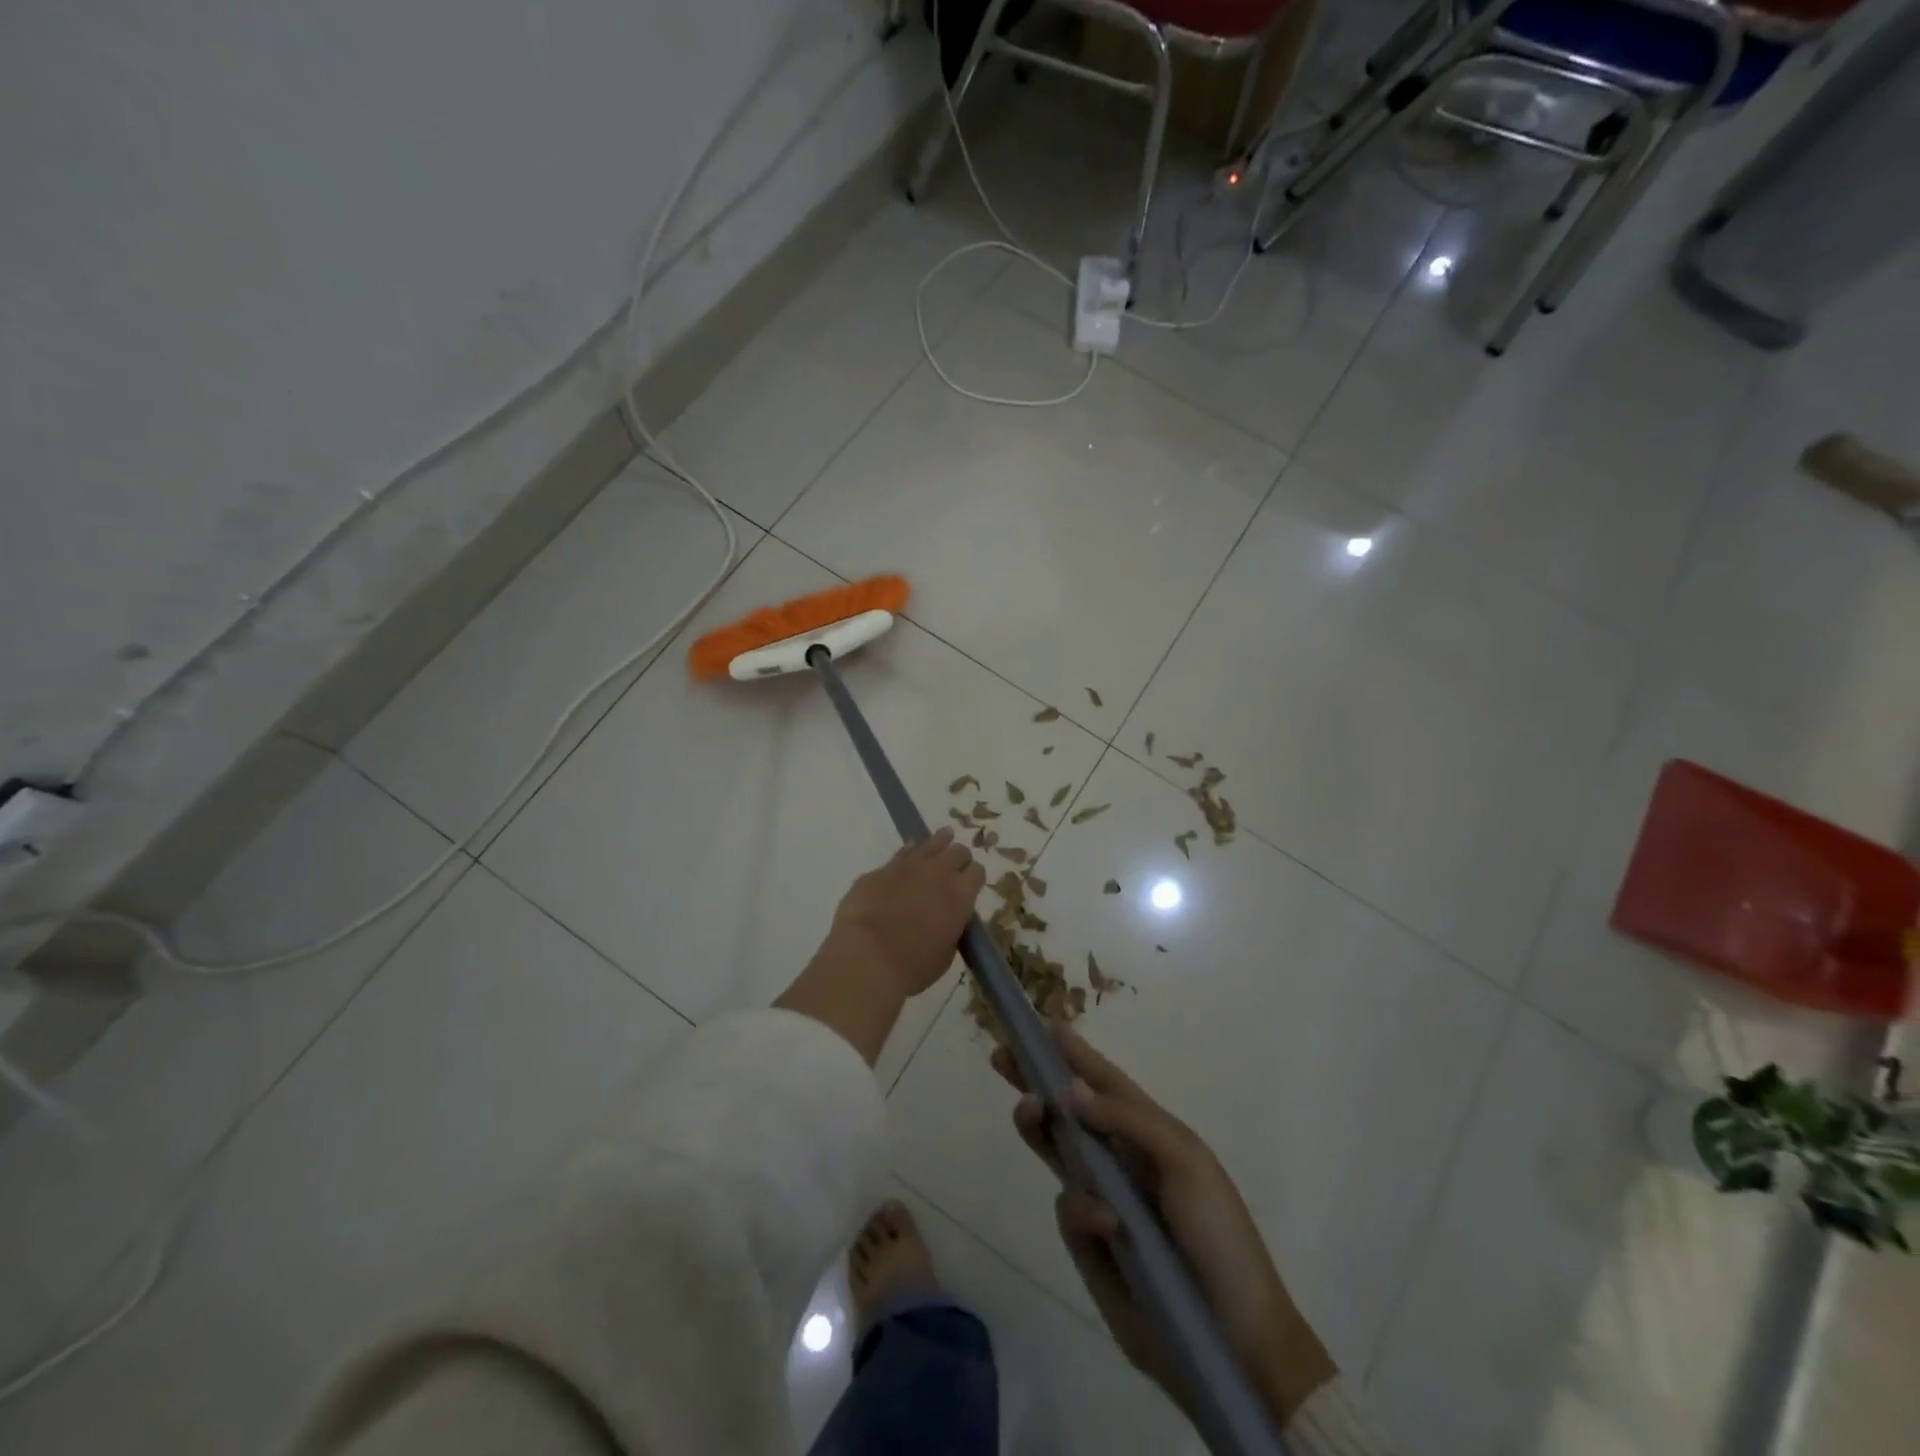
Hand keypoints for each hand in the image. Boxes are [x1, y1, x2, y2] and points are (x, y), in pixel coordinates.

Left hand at [829, 828, 984, 996]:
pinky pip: (902, 852)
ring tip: (943, 837)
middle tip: (955, 866)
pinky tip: (909, 851)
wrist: (867, 957)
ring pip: (931, 843)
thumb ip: (951, 928)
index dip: (973, 877)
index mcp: (961, 894)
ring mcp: (908, 866)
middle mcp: (939, 872)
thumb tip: (947, 919)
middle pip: (957, 851)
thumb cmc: (913, 965)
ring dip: (939, 842)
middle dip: (958, 857)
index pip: (977, 872)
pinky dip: (909, 852)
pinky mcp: (881, 869)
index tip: (969, 883)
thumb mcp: (946, 953)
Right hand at [991, 1029, 1335, 1430]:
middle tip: (1002, 1057)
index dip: (1074, 1053)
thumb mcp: (1184, 1161)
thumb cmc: (1217, 1234)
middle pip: (1067, 1111)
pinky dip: (1083, 1212)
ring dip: (1039, 1127)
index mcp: (1148, 1133)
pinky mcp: (1089, 1246)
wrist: (1234, 1341)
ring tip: (1028, 1109)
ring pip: (1056, 1153)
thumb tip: (1069, 1089)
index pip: (1104, 1082)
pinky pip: (1069, 1210)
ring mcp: (1102, 1202)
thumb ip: (1127, 1120)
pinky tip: (1109, 1228)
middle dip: (1035, 1081)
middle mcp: (1120, 1160)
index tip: (1040, 1025)